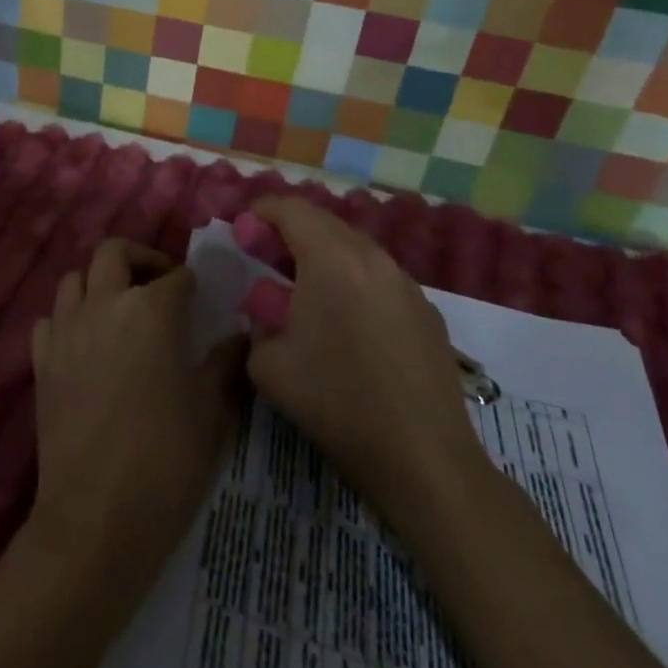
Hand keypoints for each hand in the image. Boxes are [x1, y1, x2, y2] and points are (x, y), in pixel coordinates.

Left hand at [28, 240, 243, 599]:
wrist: (96, 520)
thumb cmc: (166, 461)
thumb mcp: (212, 412)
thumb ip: (227, 363)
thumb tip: (240, 334)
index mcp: (151, 310)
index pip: (176, 276)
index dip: (192, 283)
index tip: (202, 298)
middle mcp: (104, 305)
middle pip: (114, 253)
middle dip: (140, 259)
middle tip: (158, 286)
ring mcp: (66, 331)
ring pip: (74, 279)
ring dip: (99, 283)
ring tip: (119, 311)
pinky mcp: (41, 362)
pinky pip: (50, 320)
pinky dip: (68, 319)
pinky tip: (85, 345)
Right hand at [240, 197, 486, 514]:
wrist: (423, 458)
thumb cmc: (336, 401)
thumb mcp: (268, 364)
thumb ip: (257, 321)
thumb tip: (267, 311)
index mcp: (332, 257)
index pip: (290, 208)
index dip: (260, 213)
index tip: (241, 233)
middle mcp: (372, 257)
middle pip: (323, 223)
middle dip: (289, 232)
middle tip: (264, 258)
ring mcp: (405, 282)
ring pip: (354, 249)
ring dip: (322, 257)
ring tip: (302, 290)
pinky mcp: (426, 311)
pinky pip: (378, 278)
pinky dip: (352, 281)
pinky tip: (345, 322)